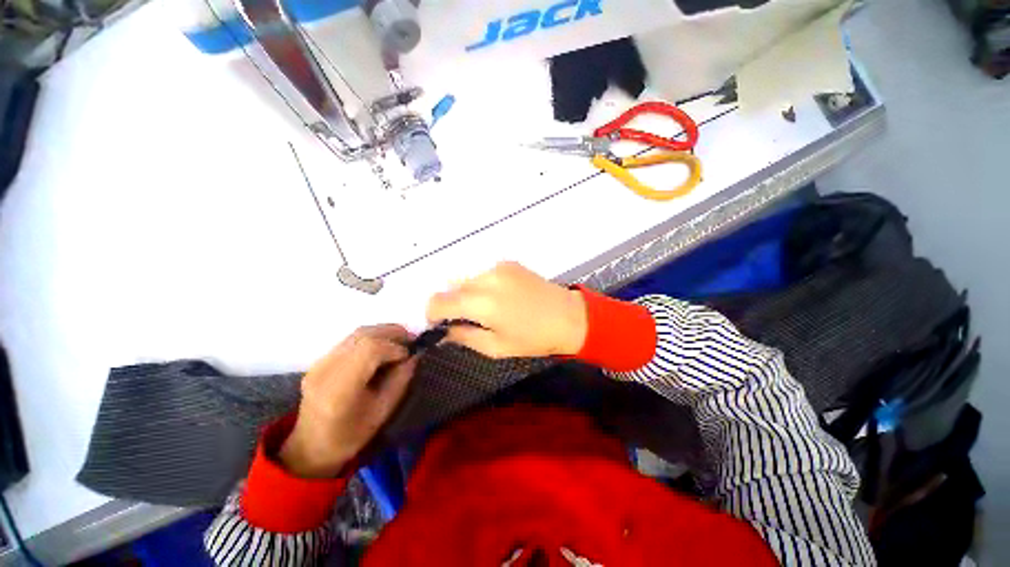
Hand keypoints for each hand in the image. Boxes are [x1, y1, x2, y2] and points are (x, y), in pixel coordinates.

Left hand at [279, 325, 417, 477]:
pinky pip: (352, 339)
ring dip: (384, 332)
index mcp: (339, 390)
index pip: (369, 351)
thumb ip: (400, 379)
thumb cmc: (351, 435)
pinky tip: (385, 345)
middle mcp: (325, 370)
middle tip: (411, 339)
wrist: (311, 446)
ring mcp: (319, 362)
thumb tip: (415, 354)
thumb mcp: (383, 411)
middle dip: (392, 333)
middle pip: (363, 336)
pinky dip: (373, 337)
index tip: (409, 355)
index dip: (394, 347)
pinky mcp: (321, 359)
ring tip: (401, 340)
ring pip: (357, 333)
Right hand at [426, 262, 587, 358]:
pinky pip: (484, 273)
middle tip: (466, 319)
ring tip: (486, 308)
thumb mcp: (496, 347)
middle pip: (450, 287)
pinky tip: (500, 296)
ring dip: (467, 293)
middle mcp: (485, 279)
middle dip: (451, 303)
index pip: (438, 301)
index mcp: (481, 303)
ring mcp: (498, 267)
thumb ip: (464, 336)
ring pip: (466, 278)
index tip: (439, 324)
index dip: (432, 313)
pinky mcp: (508, 263)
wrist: (569, 316)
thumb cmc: (533, 338)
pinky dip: (482, 284)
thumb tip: (444, 330)